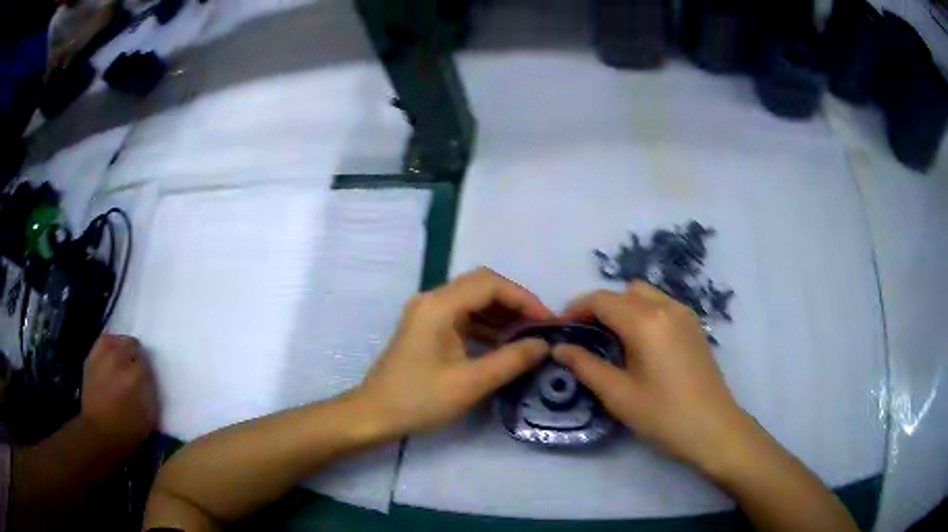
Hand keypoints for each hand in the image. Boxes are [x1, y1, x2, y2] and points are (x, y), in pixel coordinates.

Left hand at [81, 334, 159, 452]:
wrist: (99, 433)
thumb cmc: (127, 430)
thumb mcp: (149, 417)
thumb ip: (152, 392)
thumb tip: (150, 377)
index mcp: (137, 375)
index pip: (148, 360)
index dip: (148, 371)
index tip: (147, 380)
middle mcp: (120, 358)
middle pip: (133, 344)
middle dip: (135, 356)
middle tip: (135, 371)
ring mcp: (103, 355)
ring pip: (118, 340)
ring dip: (122, 349)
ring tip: (122, 363)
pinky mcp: (92, 356)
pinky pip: (104, 341)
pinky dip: (109, 347)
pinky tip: (110, 358)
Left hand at [355, 268, 552, 437]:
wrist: (375, 414)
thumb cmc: (419, 399)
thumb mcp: (470, 383)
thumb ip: (511, 360)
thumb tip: (544, 345)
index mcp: (439, 306)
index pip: (490, 284)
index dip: (523, 299)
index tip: (547, 322)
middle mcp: (433, 300)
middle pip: (482, 286)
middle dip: (514, 304)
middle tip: (540, 328)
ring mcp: (428, 313)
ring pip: (473, 301)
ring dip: (501, 315)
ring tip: (527, 338)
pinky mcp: (428, 328)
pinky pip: (463, 317)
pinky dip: (486, 326)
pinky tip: (503, 345)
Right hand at [553, 282, 749, 471]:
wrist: (713, 428)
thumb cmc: (663, 415)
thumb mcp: (618, 395)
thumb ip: (585, 366)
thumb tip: (559, 348)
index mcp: (645, 322)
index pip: (601, 300)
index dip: (576, 309)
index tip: (561, 329)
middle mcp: (666, 306)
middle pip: (623, 291)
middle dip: (599, 307)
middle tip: (585, 336)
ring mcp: (684, 313)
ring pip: (644, 294)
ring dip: (622, 307)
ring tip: (611, 340)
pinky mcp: (693, 324)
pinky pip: (660, 304)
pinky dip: (642, 312)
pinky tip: (639, 343)